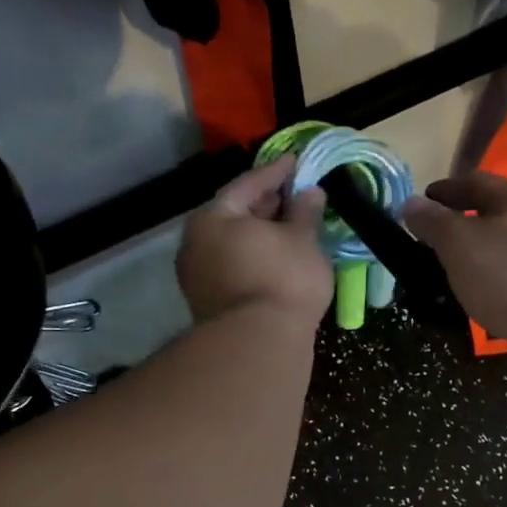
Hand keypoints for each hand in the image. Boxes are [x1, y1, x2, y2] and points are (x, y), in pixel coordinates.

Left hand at [177, 157, 332, 327]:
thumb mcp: (302, 240)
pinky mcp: (210, 305)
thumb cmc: (283, 280)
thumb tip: (310, 192)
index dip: (276, 172)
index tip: (298, 162)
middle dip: (267, 205)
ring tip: (292, 229)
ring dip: (262, 235)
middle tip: (296, 195)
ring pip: (234, 245)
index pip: (247, 184)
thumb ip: (305, 212)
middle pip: (235, 215)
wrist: (260, 345)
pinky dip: (257, 259)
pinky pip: (236, 269)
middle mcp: (196, 244)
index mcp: (213, 218)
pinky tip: (280, 261)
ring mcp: (199, 278)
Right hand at [402, 174, 506, 346]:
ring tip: (454, 275)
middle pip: (495, 215)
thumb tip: (410, 204)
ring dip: (481, 257)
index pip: (474, 183)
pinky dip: (496, 284)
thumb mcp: (459, 242)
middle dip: (464, 224)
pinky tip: (484, 300)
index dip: (445, 190)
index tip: (423, 201)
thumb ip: (433, 222)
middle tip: (434, 242)